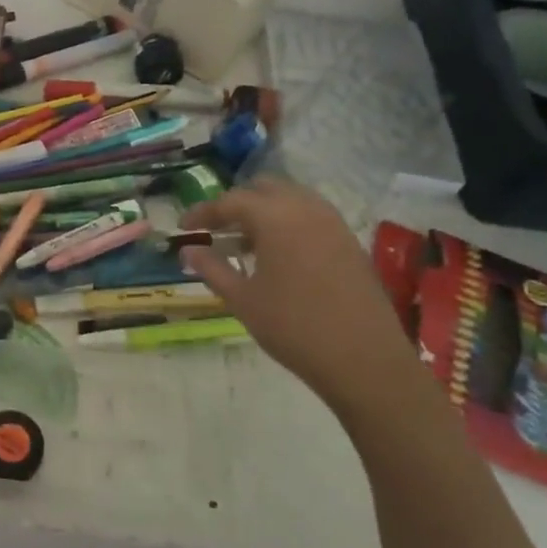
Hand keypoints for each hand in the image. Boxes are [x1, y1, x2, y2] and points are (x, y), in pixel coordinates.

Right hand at [179, 177, 420, 401]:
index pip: (229, 201)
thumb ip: (211, 268)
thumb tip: (187, 251)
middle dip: (235, 204)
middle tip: (215, 229)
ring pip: (290, 199)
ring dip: (264, 211)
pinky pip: (311, 216)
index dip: (202, 212)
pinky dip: (288, 222)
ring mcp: (333, 223)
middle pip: (263, 189)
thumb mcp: (242, 299)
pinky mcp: (349, 241)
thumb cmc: (293, 327)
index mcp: (275, 217)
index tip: (183, 227)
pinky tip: (278, 254)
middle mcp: (305, 208)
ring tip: (245, 242)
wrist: (363, 359)